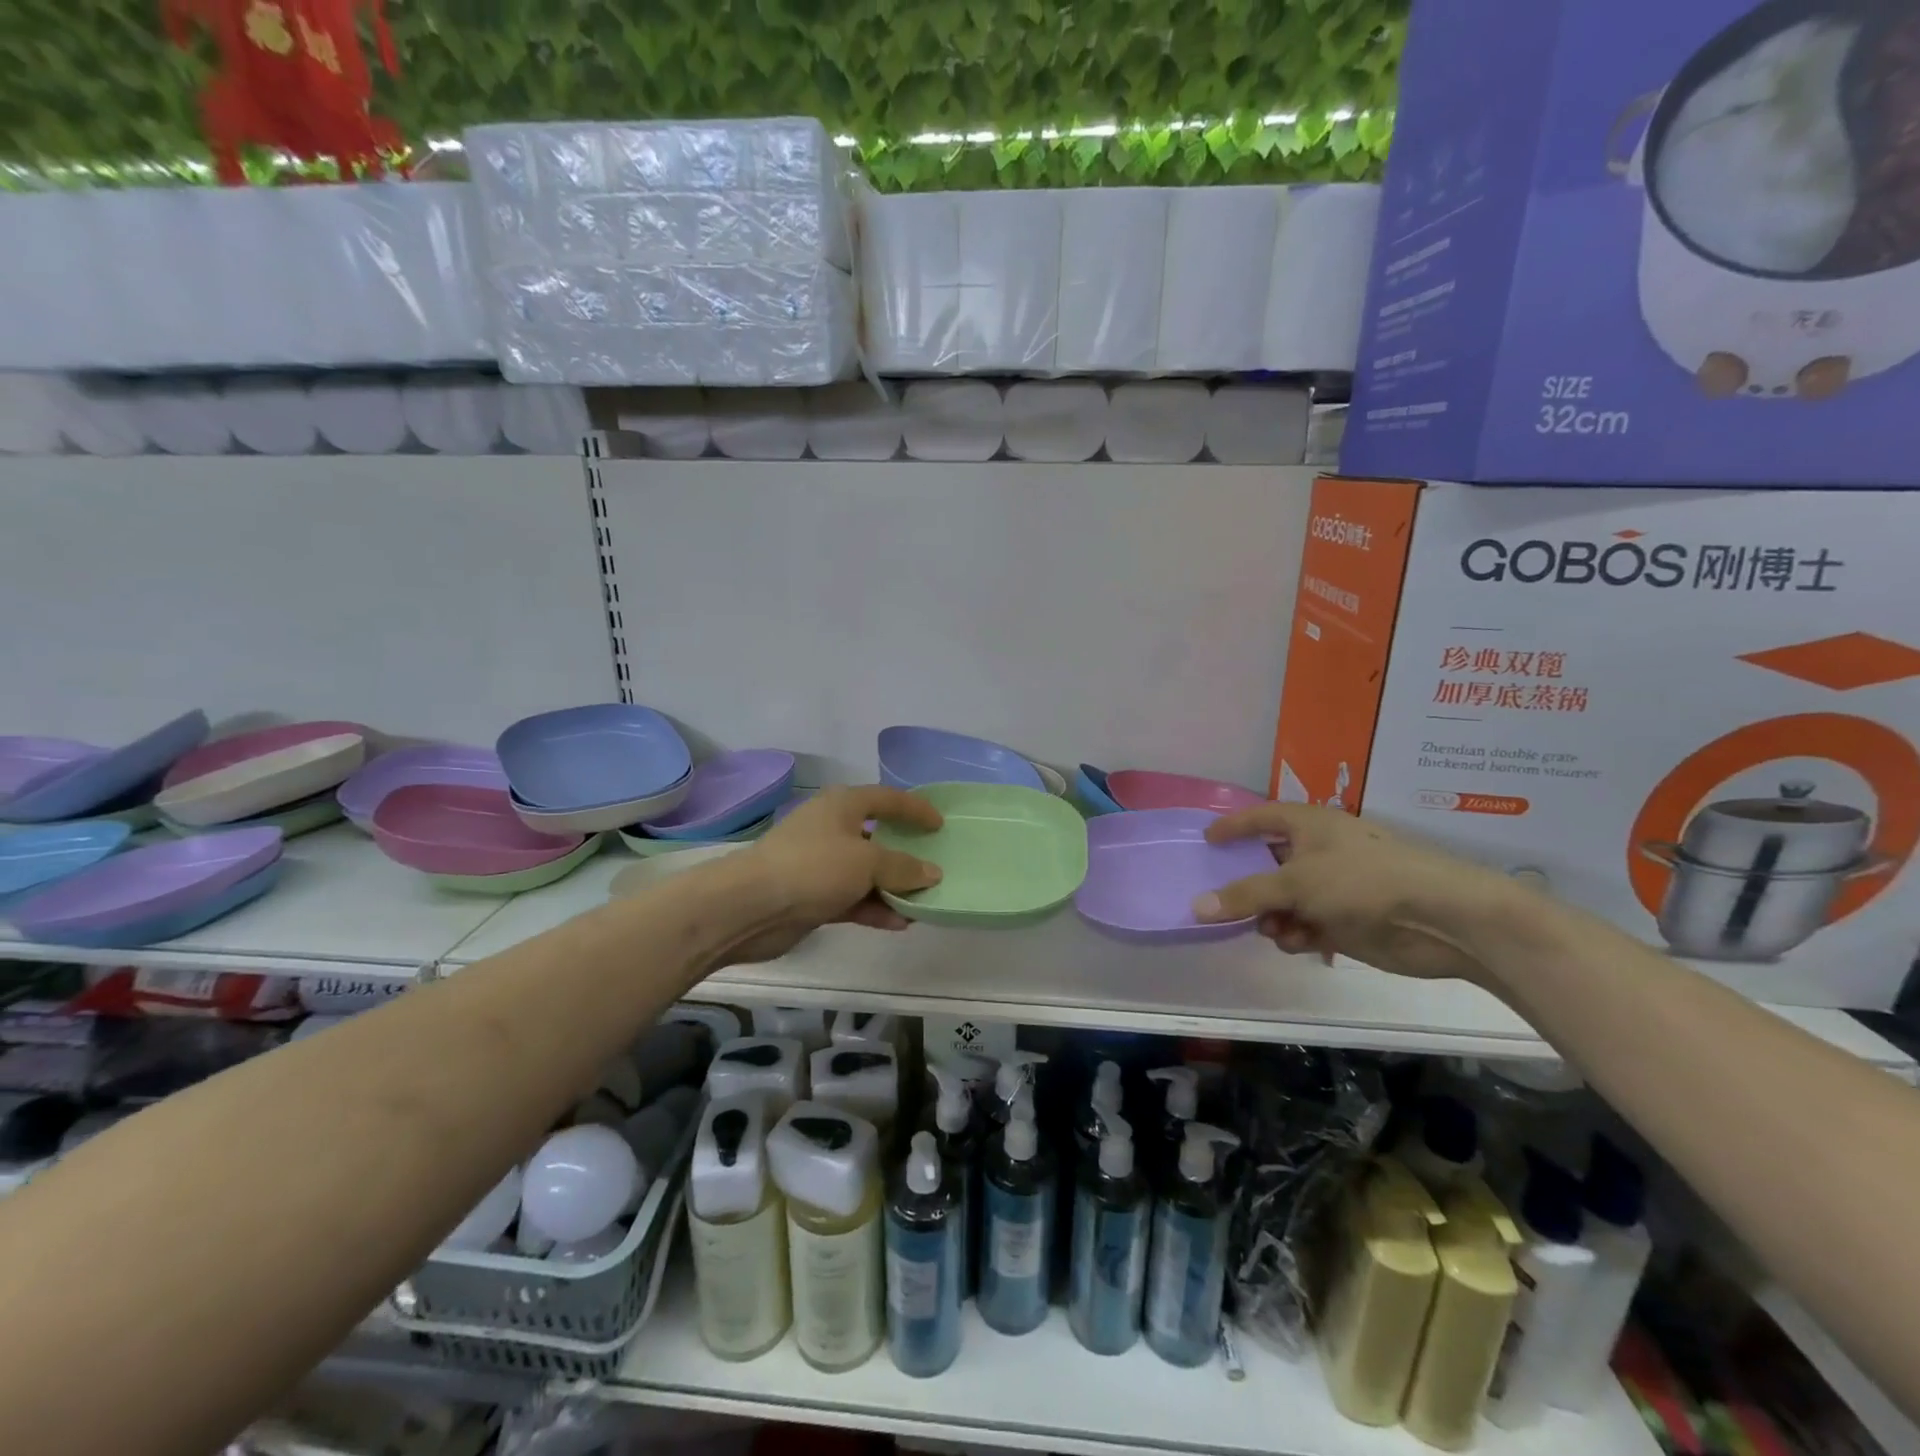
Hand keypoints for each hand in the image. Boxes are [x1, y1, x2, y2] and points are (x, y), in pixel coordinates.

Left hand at [712, 786, 943, 964]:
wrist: (750, 906)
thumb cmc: (813, 867)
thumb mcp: (867, 862)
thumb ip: (903, 867)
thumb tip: (932, 873)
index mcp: (842, 805)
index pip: (887, 799)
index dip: (915, 809)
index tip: (940, 825)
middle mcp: (832, 829)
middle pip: (877, 837)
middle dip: (905, 853)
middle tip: (934, 865)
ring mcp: (820, 864)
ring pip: (866, 872)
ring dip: (892, 887)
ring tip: (922, 903)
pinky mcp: (812, 896)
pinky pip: (853, 899)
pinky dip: (874, 908)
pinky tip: (899, 923)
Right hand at [1193, 803, 1525, 982]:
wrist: (1441, 919)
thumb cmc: (1363, 881)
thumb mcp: (1295, 882)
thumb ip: (1246, 895)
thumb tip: (1197, 906)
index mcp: (1310, 826)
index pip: (1262, 817)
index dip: (1234, 826)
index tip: (1207, 840)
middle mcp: (1320, 852)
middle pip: (1270, 864)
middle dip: (1251, 886)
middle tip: (1229, 903)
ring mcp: (1335, 887)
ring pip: (1286, 900)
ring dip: (1273, 916)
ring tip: (1274, 930)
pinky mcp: (1347, 920)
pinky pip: (1307, 924)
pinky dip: (1298, 934)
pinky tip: (1300, 943)